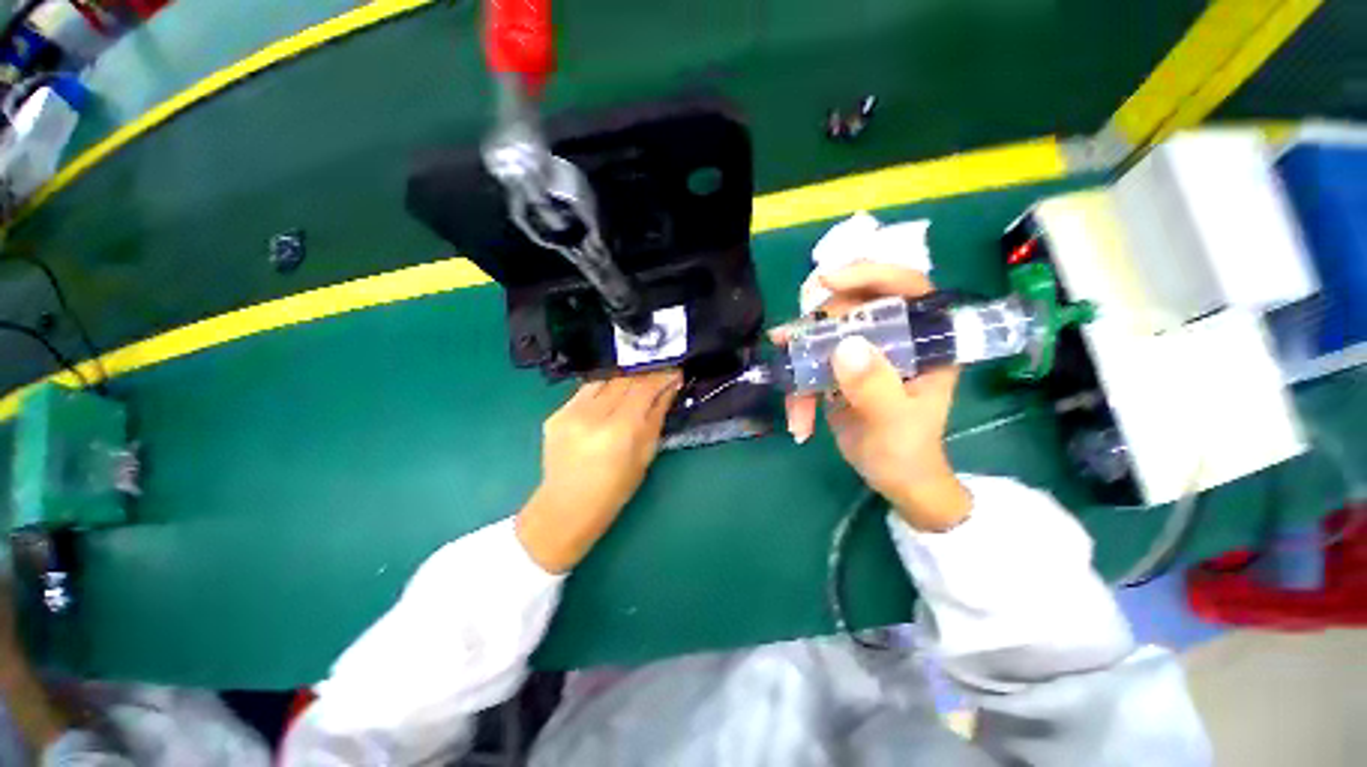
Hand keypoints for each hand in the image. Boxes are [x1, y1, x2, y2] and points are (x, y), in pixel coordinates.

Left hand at [517, 369, 682, 572]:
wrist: (566, 507)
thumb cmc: (615, 489)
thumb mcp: (645, 454)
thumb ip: (656, 415)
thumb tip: (669, 387)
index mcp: (618, 430)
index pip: (643, 388)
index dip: (661, 376)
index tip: (675, 371)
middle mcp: (592, 415)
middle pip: (624, 379)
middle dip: (645, 375)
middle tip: (658, 376)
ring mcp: (569, 413)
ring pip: (604, 379)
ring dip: (623, 379)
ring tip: (634, 386)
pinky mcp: (556, 414)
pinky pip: (586, 391)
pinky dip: (603, 390)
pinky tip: (610, 400)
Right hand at [775, 264, 970, 530]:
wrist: (892, 478)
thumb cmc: (906, 452)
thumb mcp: (893, 423)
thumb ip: (874, 387)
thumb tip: (844, 346)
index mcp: (925, 342)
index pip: (907, 288)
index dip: (871, 274)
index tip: (828, 280)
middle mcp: (894, 340)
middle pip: (853, 307)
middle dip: (819, 322)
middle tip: (791, 337)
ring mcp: (864, 355)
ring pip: (825, 335)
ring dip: (800, 356)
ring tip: (784, 372)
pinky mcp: (840, 371)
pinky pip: (812, 365)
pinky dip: (799, 390)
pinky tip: (798, 421)